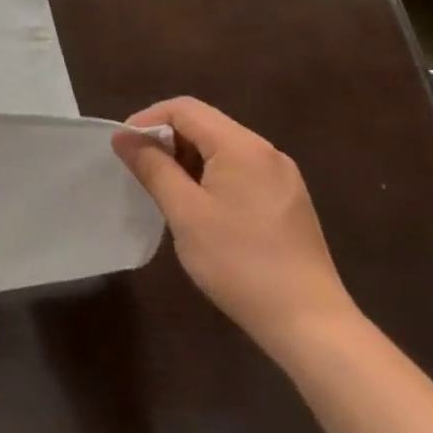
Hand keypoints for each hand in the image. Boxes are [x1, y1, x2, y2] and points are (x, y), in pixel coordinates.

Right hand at [112, 97, 355, 356]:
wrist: (310, 323)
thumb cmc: (239, 263)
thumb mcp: (185, 212)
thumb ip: (152, 167)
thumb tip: (123, 137)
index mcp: (242, 147)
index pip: (184, 109)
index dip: (147, 120)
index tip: (124, 148)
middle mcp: (266, 152)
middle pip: (204, 124)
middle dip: (166, 140)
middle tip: (140, 171)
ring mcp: (281, 177)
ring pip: (221, 148)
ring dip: (186, 159)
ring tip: (165, 191)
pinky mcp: (287, 200)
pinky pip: (239, 170)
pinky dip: (209, 175)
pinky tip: (199, 207)